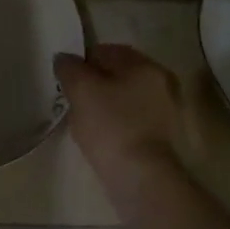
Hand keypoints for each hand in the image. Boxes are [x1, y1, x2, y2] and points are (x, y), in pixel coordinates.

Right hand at [55, 44, 182, 189]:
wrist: (141, 177)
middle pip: (117, 75)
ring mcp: (166, 112)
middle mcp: (162, 83)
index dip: (81, 62)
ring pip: (124, 98)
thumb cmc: (110, 126)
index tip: (65, 80)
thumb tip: (64, 59)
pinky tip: (100, 137)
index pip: (106, 51)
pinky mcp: (162, 137)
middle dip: (93, 83)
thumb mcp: (81, 90)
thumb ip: (69, 68)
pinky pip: (131, 120)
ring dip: (104, 104)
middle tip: (71, 99)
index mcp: (145, 65)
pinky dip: (115, 123)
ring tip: (83, 120)